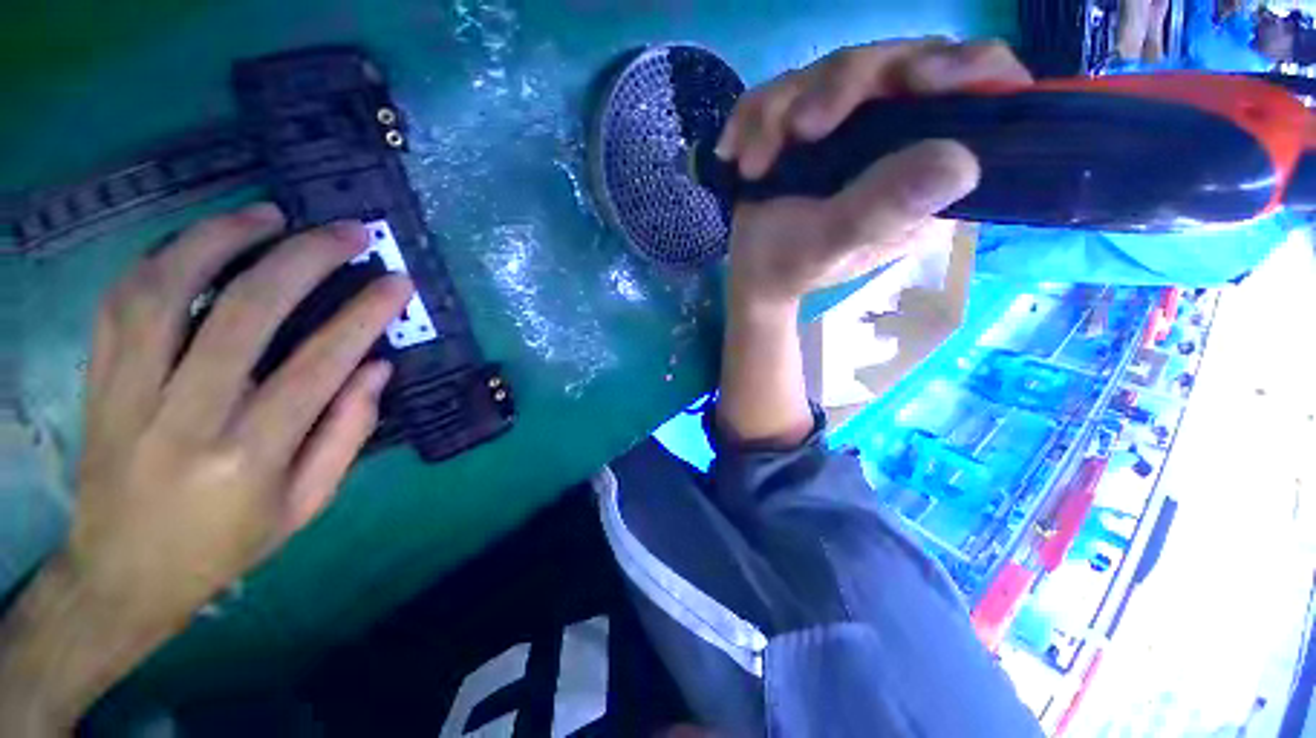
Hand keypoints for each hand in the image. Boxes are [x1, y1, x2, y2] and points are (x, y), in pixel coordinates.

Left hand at [0, 203, 411, 730]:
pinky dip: (162, 258)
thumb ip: (348, 432)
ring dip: (221, 238)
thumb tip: (378, 366)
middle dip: (304, 258)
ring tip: (268, 214)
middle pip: (244, 312)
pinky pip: (122, 302)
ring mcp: (130, 393)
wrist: (124, 574)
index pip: (319, 363)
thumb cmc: (227, 544)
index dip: (365, 314)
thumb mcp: (307, 503)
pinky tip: (198, 241)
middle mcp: (187, 416)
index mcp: (251, 454)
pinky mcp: (97, 381)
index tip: (396, 282)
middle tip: (347, 232)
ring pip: (168, 290)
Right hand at [716, 39, 1032, 310]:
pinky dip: (755, 116)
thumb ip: (885, 208)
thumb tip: (962, 161)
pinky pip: (788, 87)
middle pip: (900, 64)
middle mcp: (905, 137)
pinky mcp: (817, 121)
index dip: (966, 71)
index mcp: (930, 174)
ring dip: (780, 110)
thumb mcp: (835, 244)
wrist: (753, 271)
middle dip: (840, 89)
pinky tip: (736, 152)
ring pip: (836, 70)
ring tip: (753, 167)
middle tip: (798, 130)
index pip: (982, 95)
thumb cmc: (793, 267)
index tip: (916, 79)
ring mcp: (859, 125)